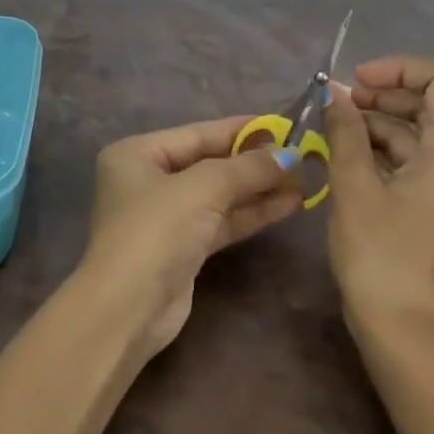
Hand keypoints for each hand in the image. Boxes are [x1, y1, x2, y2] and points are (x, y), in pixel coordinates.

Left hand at [82, 117, 304, 355]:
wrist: (128, 309)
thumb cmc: (156, 231)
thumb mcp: (202, 188)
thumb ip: (246, 168)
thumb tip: (289, 154)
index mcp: (137, 154)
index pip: (197, 133)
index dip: (241, 129)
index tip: (283, 124)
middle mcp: (148, 180)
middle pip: (209, 163)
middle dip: (253, 161)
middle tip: (301, 153)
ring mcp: (165, 216)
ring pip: (219, 195)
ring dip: (258, 188)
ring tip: (305, 178)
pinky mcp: (182, 248)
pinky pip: (221, 221)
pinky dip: (251, 213)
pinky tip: (289, 204)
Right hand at [322, 56, 433, 339]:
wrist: (406, 335)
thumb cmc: (381, 256)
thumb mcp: (354, 188)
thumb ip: (344, 133)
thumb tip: (333, 95)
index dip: (398, 68)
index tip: (355, 80)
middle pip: (431, 107)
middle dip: (382, 96)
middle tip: (335, 103)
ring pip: (421, 138)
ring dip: (379, 125)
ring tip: (332, 129)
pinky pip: (419, 165)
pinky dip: (386, 153)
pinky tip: (348, 157)